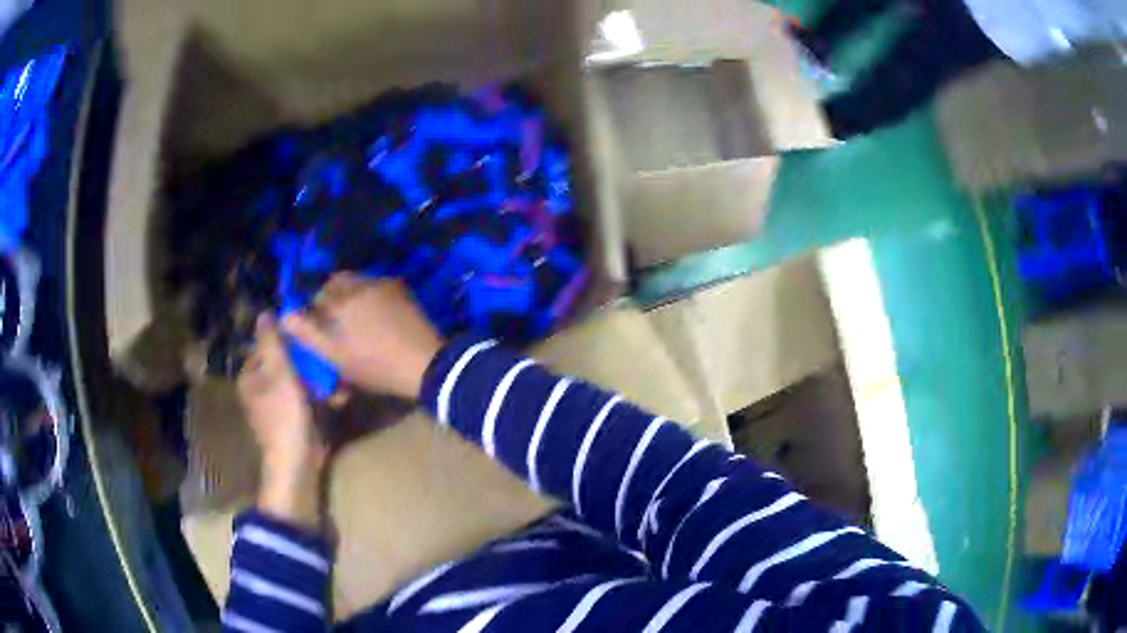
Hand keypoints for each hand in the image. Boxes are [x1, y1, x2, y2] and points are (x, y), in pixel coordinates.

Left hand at [239, 314, 325, 528]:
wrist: (297, 463)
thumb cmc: (284, 415)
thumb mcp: (279, 373)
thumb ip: (272, 342)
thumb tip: (264, 312)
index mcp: (250, 377)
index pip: (266, 345)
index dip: (287, 340)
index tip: (309, 338)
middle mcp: (260, 389)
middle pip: (284, 363)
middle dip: (307, 361)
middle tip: (326, 359)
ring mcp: (277, 406)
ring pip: (298, 380)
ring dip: (317, 379)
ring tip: (336, 380)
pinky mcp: (294, 420)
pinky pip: (307, 399)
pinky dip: (320, 397)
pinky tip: (337, 398)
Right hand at [281, 275, 443, 399]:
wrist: (425, 363)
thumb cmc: (376, 365)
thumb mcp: (336, 356)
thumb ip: (307, 333)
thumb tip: (284, 316)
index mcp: (341, 299)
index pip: (316, 296)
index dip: (312, 312)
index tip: (315, 328)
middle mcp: (359, 284)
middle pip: (336, 284)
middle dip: (330, 299)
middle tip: (334, 323)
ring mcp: (383, 285)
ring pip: (356, 284)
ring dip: (350, 297)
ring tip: (355, 321)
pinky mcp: (401, 290)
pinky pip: (377, 288)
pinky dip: (370, 298)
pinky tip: (376, 318)